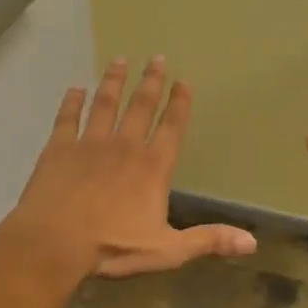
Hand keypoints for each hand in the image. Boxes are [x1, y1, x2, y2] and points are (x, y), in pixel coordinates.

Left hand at [6, 57, 257, 279]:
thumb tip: (252, 242)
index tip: (183, 81)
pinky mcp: (59, 148)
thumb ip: (208, 240)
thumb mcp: (168, 250)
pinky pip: (67, 118)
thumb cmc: (113, 247)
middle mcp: (125, 146)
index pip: (171, 128)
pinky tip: (75, 88)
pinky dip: (71, 102)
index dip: (179, 104)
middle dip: (151, 82)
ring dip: (113, 82)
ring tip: (120, 60)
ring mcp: (90, 144)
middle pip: (140, 107)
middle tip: (156, 58)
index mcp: (153, 167)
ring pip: (105, 104)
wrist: (55, 242)